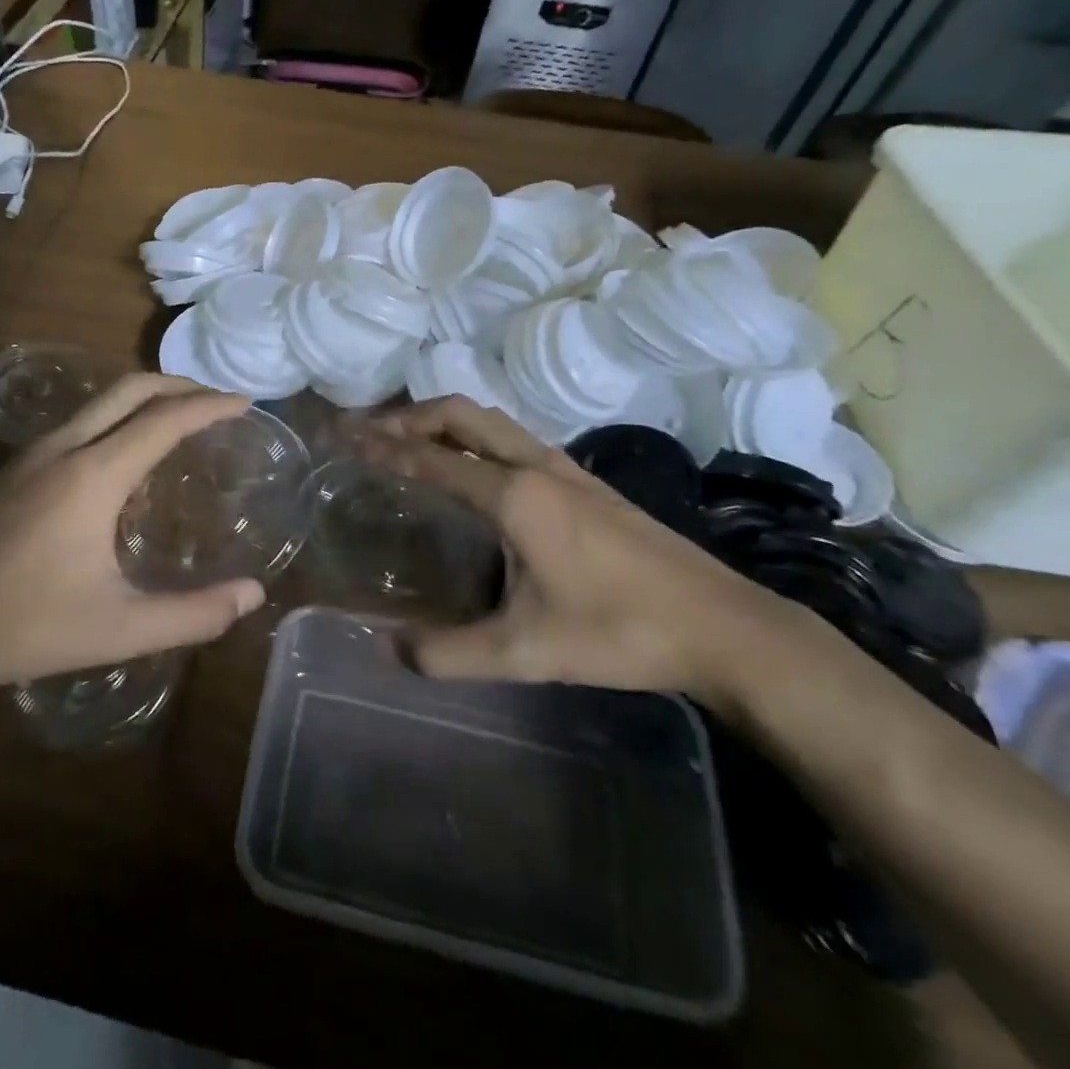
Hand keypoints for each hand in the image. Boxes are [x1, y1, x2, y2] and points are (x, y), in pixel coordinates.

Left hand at [0, 375, 267, 701]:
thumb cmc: (29, 627)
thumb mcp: (122, 629)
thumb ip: (194, 614)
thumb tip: (254, 594)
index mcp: (94, 475)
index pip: (164, 419)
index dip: (209, 406)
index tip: (244, 403)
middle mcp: (62, 449)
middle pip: (129, 389)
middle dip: (178, 385)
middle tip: (215, 401)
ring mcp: (29, 456)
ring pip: (97, 402)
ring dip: (143, 398)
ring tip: (176, 420)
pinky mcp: (10, 472)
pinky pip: (76, 423)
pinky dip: (114, 418)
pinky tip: (120, 458)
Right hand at [373, 397, 790, 714]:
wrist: (723, 626)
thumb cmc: (619, 631)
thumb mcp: (525, 652)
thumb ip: (449, 654)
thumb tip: (388, 650)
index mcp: (515, 496)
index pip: (433, 459)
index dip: (384, 448)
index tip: (346, 438)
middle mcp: (537, 467)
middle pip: (461, 414)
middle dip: (409, 415)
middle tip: (369, 431)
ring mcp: (567, 469)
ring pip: (492, 422)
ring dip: (444, 421)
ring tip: (409, 441)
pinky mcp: (587, 482)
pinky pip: (514, 439)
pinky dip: (475, 436)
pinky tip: (473, 469)